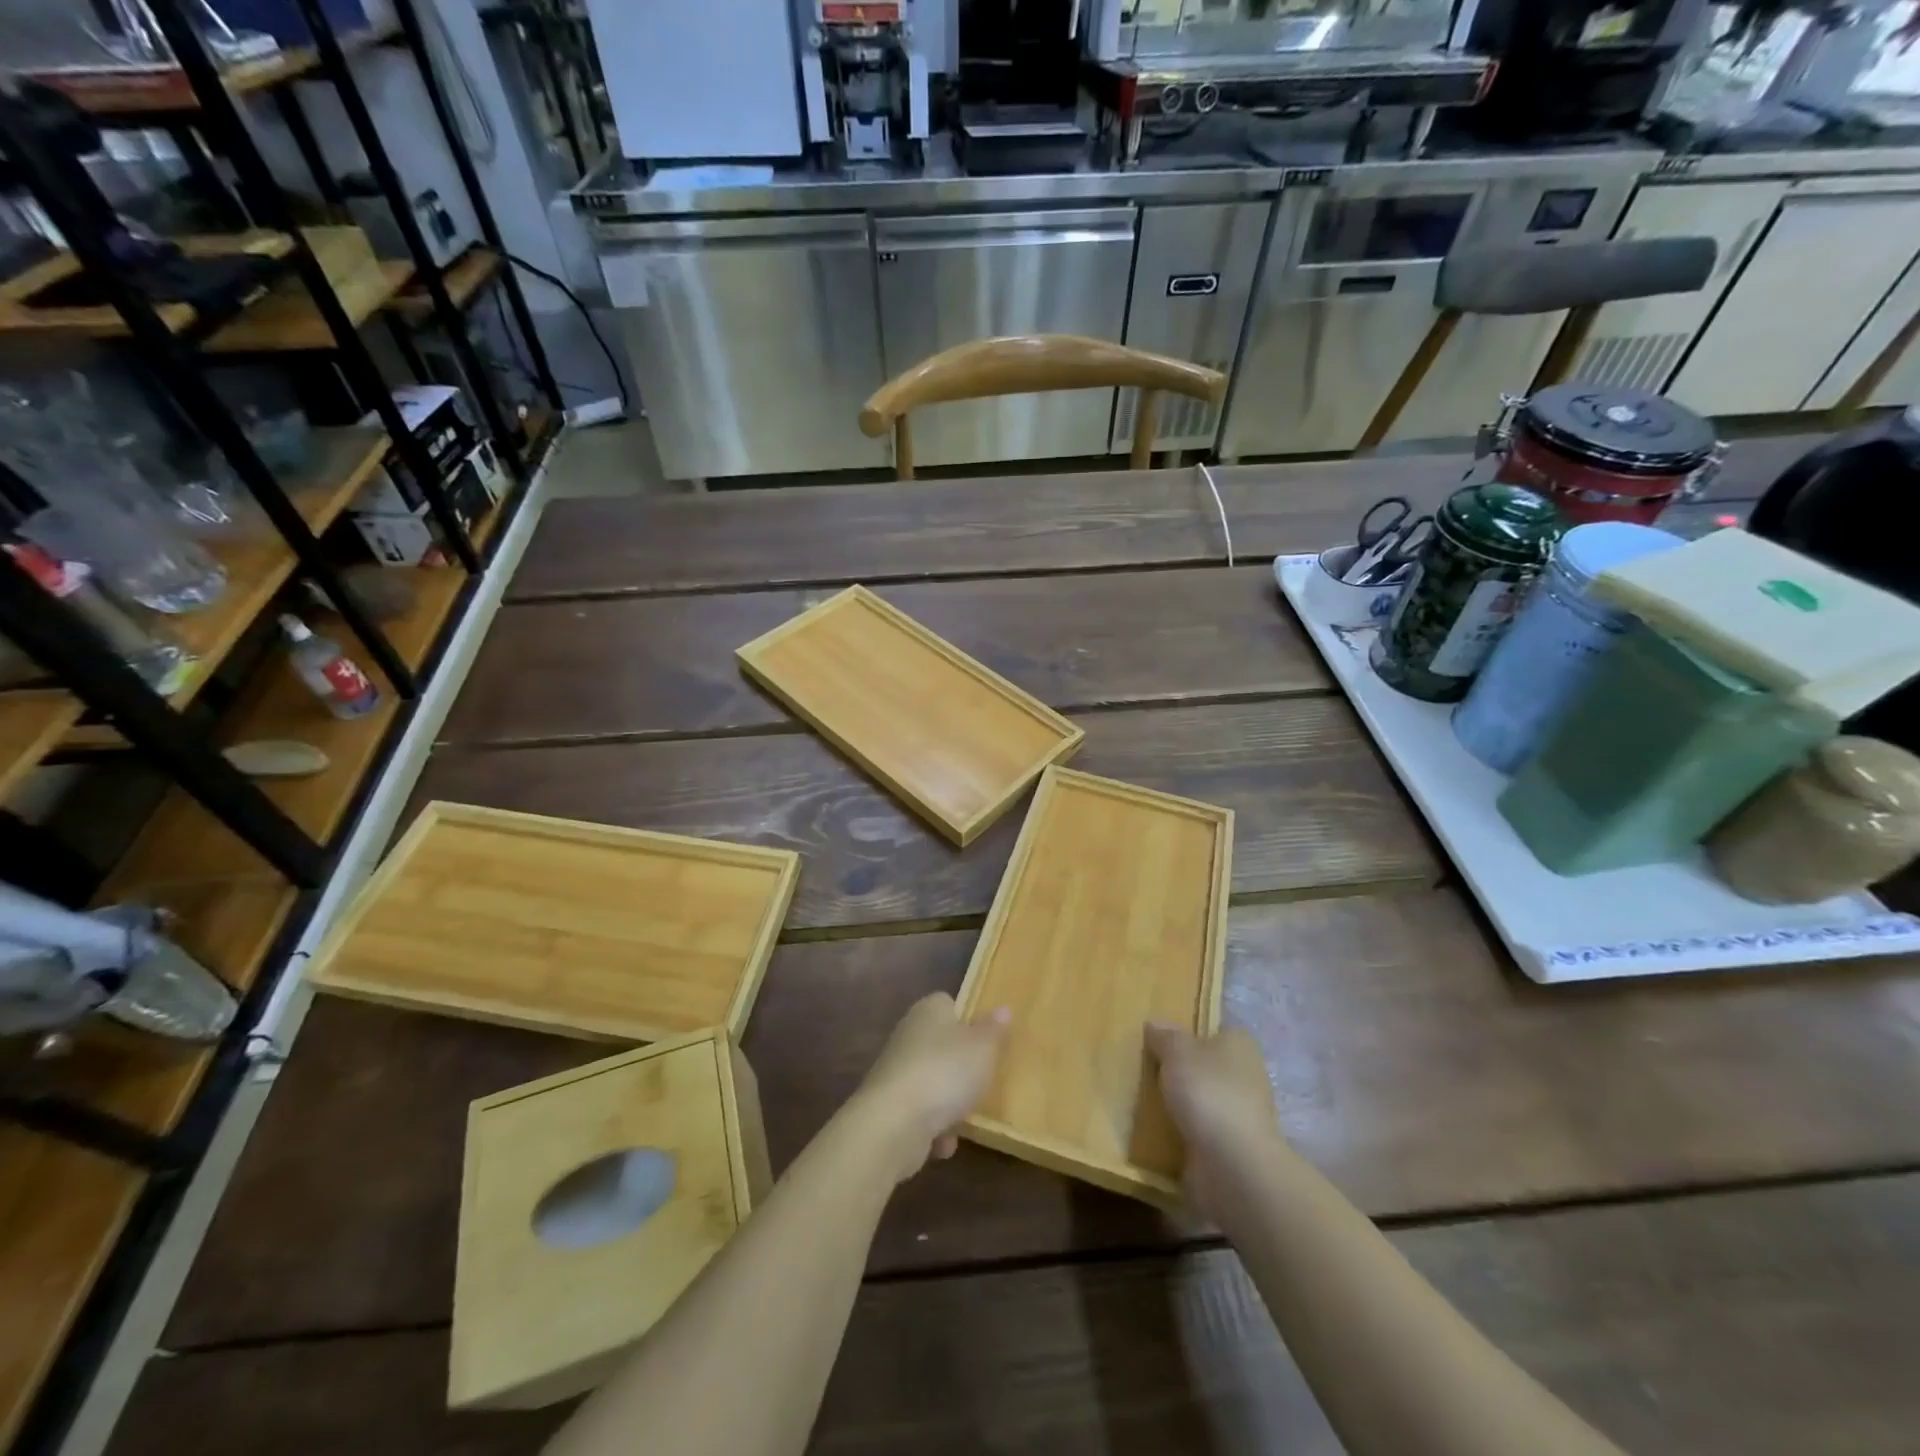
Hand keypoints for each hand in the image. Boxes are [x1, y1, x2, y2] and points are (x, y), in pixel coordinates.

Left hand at [852, 993, 1008, 1181]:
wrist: (893, 1123)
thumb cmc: (945, 1072)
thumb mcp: (983, 1048)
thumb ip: (994, 1029)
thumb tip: (1002, 1009)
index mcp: (929, 1010)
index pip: (948, 1003)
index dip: (968, 1019)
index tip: (986, 1039)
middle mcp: (908, 1034)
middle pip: (941, 1045)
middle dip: (961, 1068)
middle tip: (982, 1081)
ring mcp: (896, 1071)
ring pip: (932, 1082)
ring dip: (949, 1105)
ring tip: (964, 1119)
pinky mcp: (888, 1106)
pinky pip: (920, 1114)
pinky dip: (933, 1129)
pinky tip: (943, 1143)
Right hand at [1146, 1022, 1284, 1216]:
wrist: (1232, 1166)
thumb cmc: (1208, 1092)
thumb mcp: (1177, 1051)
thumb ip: (1165, 1036)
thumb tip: (1155, 1024)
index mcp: (1239, 1045)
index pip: (1213, 1032)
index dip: (1187, 1034)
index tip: (1158, 1042)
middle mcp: (1246, 1076)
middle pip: (1206, 1067)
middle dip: (1180, 1072)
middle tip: (1144, 1071)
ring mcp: (1240, 1116)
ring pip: (1202, 1101)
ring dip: (1179, 1106)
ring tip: (1141, 1103)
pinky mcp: (1230, 1148)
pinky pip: (1198, 1133)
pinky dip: (1181, 1134)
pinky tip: (1155, 1134)